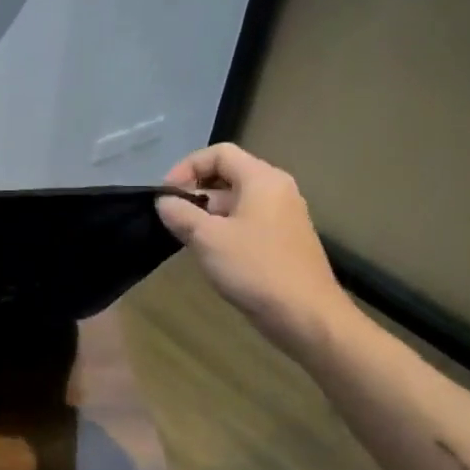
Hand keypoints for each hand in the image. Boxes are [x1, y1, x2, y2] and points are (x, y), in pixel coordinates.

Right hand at [155, 144, 355, 356]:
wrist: (305, 315)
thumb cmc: (255, 268)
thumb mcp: (207, 238)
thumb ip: (180, 213)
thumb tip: (163, 201)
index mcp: (262, 179)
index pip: (219, 153)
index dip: (187, 167)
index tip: (166, 195)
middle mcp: (276, 190)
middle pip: (227, 175)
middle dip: (195, 192)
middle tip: (171, 217)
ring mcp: (282, 216)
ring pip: (235, 201)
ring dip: (206, 213)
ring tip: (184, 237)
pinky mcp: (282, 240)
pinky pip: (246, 221)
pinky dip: (223, 229)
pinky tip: (208, 252)